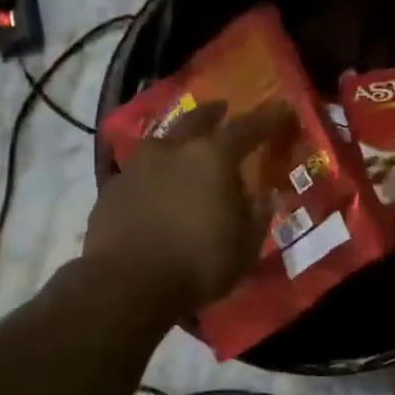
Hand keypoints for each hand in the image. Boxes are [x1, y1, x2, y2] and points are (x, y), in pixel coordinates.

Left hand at [84, 101, 295, 315]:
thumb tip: (266, 196)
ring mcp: (137, 166)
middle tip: (222, 109)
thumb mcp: (245, 247)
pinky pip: (140, 172)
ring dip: (177, 142)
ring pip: (162, 142)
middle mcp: (173, 149)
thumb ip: (257, 216)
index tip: (283, 111)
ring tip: (184, 150)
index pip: (248, 127)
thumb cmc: (198, 263)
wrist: (125, 285)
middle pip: (196, 119)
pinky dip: (153, 174)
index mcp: (213, 157)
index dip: (269, 119)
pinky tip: (155, 189)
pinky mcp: (111, 188)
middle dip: (213, 113)